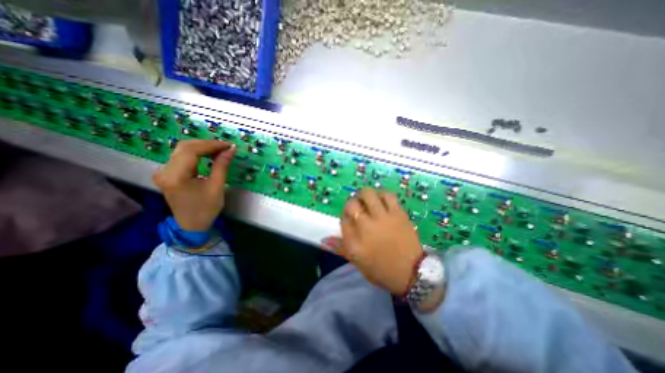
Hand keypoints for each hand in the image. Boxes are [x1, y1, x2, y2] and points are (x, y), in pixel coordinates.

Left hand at [153, 141, 235, 231]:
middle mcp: (164, 171)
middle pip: (185, 147)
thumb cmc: (206, 208)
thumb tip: (231, 149)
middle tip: (225, 147)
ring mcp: (163, 171)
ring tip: (220, 151)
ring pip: (183, 150)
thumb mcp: (217, 187)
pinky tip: (209, 155)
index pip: (191, 150)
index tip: (228, 145)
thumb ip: (222, 166)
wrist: (191, 224)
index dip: (211, 145)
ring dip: (202, 148)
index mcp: (175, 176)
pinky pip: (182, 157)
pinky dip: (197, 153)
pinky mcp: (167, 173)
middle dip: (207, 144)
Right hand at [323, 187, 425, 295]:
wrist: (413, 274)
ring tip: (368, 200)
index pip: (342, 219)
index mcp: (354, 243)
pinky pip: (388, 195)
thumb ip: (341, 248)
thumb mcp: (358, 263)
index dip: (345, 215)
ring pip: (368, 194)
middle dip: (352, 204)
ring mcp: (382, 218)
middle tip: (358, 207)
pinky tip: (381, 199)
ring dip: (365, 195)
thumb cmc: (382, 271)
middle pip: (352, 204)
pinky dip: (382, 194)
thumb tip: (325, 239)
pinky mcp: (398, 214)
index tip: (350, 218)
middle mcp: (366, 227)